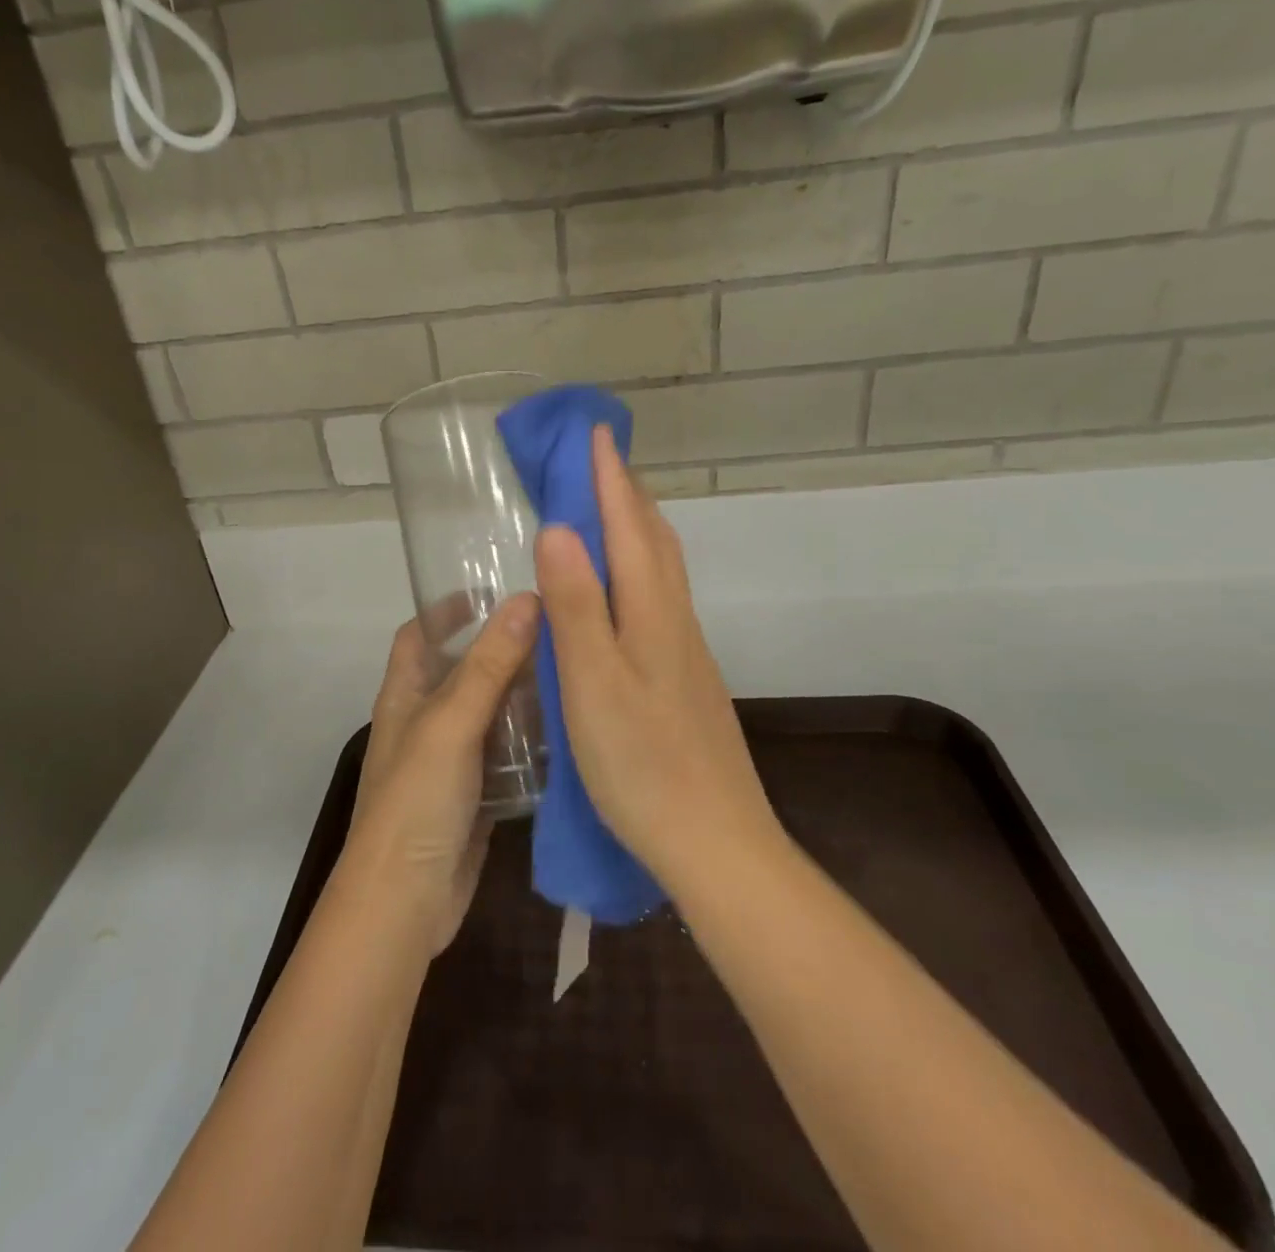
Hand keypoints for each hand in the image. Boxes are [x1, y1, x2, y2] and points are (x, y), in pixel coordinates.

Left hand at [344, 594, 539, 954]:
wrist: (405, 901)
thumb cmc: (416, 800)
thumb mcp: (450, 724)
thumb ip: (488, 665)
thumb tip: (526, 600)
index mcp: (405, 696)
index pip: (417, 635)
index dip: (446, 610)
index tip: (493, 592)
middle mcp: (426, 722)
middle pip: (463, 671)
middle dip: (502, 650)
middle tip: (557, 632)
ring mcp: (452, 761)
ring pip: (491, 714)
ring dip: (524, 696)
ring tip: (574, 673)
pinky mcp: (476, 796)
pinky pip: (507, 756)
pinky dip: (532, 742)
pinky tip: (572, 731)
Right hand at [534, 426, 775, 889]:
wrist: (714, 842)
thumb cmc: (642, 764)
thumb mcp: (592, 684)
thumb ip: (576, 606)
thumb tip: (559, 527)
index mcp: (651, 613)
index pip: (628, 526)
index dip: (609, 477)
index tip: (592, 432)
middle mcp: (675, 619)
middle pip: (654, 538)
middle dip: (627, 491)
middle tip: (596, 461)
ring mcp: (685, 649)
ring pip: (662, 568)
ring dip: (637, 526)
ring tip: (608, 507)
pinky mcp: (685, 677)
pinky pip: (660, 598)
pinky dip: (639, 568)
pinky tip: (624, 587)